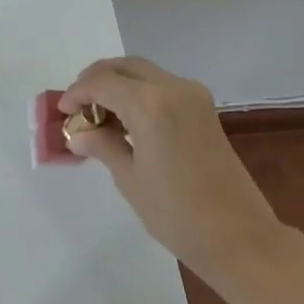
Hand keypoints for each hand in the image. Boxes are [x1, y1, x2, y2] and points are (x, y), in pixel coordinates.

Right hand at [60, 57, 283, 279]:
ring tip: (99, 114)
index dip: (77, 93)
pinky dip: (140, 93)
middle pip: (124, 67)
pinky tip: (127, 120)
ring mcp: (193, 96)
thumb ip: (102, 146)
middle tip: (78, 104)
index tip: (62, 111)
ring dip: (119, 84)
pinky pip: (163, 86)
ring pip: (144, 73)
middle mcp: (173, 87)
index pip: (102, 82)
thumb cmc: (178, 213)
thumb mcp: (130, 179)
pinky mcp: (205, 109)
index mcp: (150, 103)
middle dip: (97, 79)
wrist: (240, 237)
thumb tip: (78, 135)